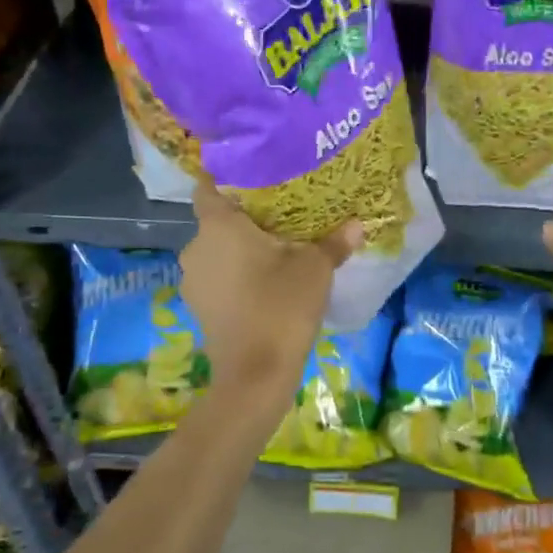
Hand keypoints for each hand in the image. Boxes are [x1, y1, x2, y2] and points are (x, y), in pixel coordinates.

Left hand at [179, 177, 361, 394]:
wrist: (255, 374)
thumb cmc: (282, 306)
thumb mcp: (315, 269)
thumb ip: (334, 242)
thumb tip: (358, 223)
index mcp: (218, 226)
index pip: (208, 188)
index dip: (227, 179)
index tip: (255, 178)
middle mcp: (196, 247)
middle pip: (217, 221)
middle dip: (244, 218)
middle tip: (280, 215)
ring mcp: (193, 280)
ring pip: (217, 251)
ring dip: (240, 249)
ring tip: (275, 249)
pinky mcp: (198, 307)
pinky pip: (217, 276)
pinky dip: (235, 274)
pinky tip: (263, 282)